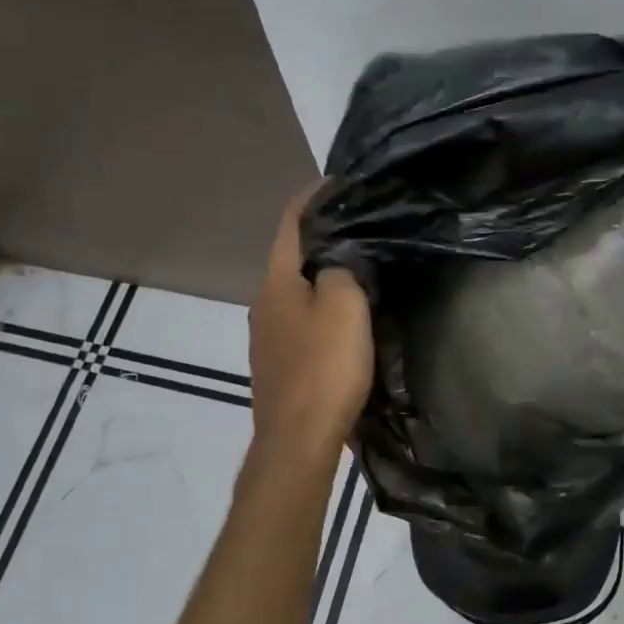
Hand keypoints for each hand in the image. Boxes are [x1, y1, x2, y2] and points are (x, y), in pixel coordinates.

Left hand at [247, 183, 373, 469]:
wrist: (298, 440)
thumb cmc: (324, 368)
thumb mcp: (344, 306)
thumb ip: (341, 270)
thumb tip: (335, 263)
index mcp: (276, 282)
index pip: (290, 222)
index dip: (313, 197)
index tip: (340, 183)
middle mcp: (263, 304)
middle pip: (291, 259)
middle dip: (322, 240)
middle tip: (361, 229)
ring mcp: (266, 339)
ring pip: (296, 294)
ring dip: (322, 279)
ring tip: (358, 273)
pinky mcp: (278, 367)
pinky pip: (301, 324)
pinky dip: (320, 311)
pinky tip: (342, 323)